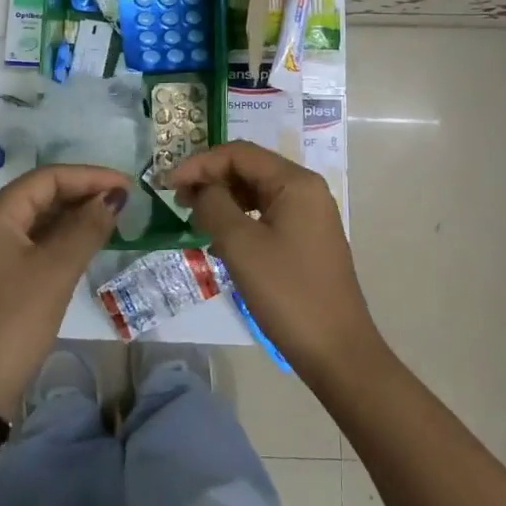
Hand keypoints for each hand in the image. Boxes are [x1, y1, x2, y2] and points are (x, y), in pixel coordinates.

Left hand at [0, 165, 130, 418]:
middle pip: (41, 194)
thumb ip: (86, 228)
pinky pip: (33, 242)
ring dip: (74, 216)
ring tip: (113, 220)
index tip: (128, 186)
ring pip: (38, 219)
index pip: (48, 177)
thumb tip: (112, 198)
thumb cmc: (13, 322)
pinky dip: (61, 239)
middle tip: (125, 203)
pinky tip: (87, 244)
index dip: (90, 176)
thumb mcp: (55, 271)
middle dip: (83, 194)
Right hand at [170, 142, 382, 382]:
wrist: (337, 352)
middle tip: (178, 201)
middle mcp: (306, 190)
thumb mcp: (241, 245)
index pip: (239, 153)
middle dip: (210, 178)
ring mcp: (309, 216)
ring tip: (194, 217)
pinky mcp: (306, 240)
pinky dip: (239, 218)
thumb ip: (214, 205)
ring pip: (256, 192)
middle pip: (249, 168)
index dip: (200, 163)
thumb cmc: (287, 292)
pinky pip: (266, 214)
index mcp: (295, 182)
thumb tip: (200, 189)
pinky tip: (220, 238)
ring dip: (223, 198)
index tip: (169, 185)